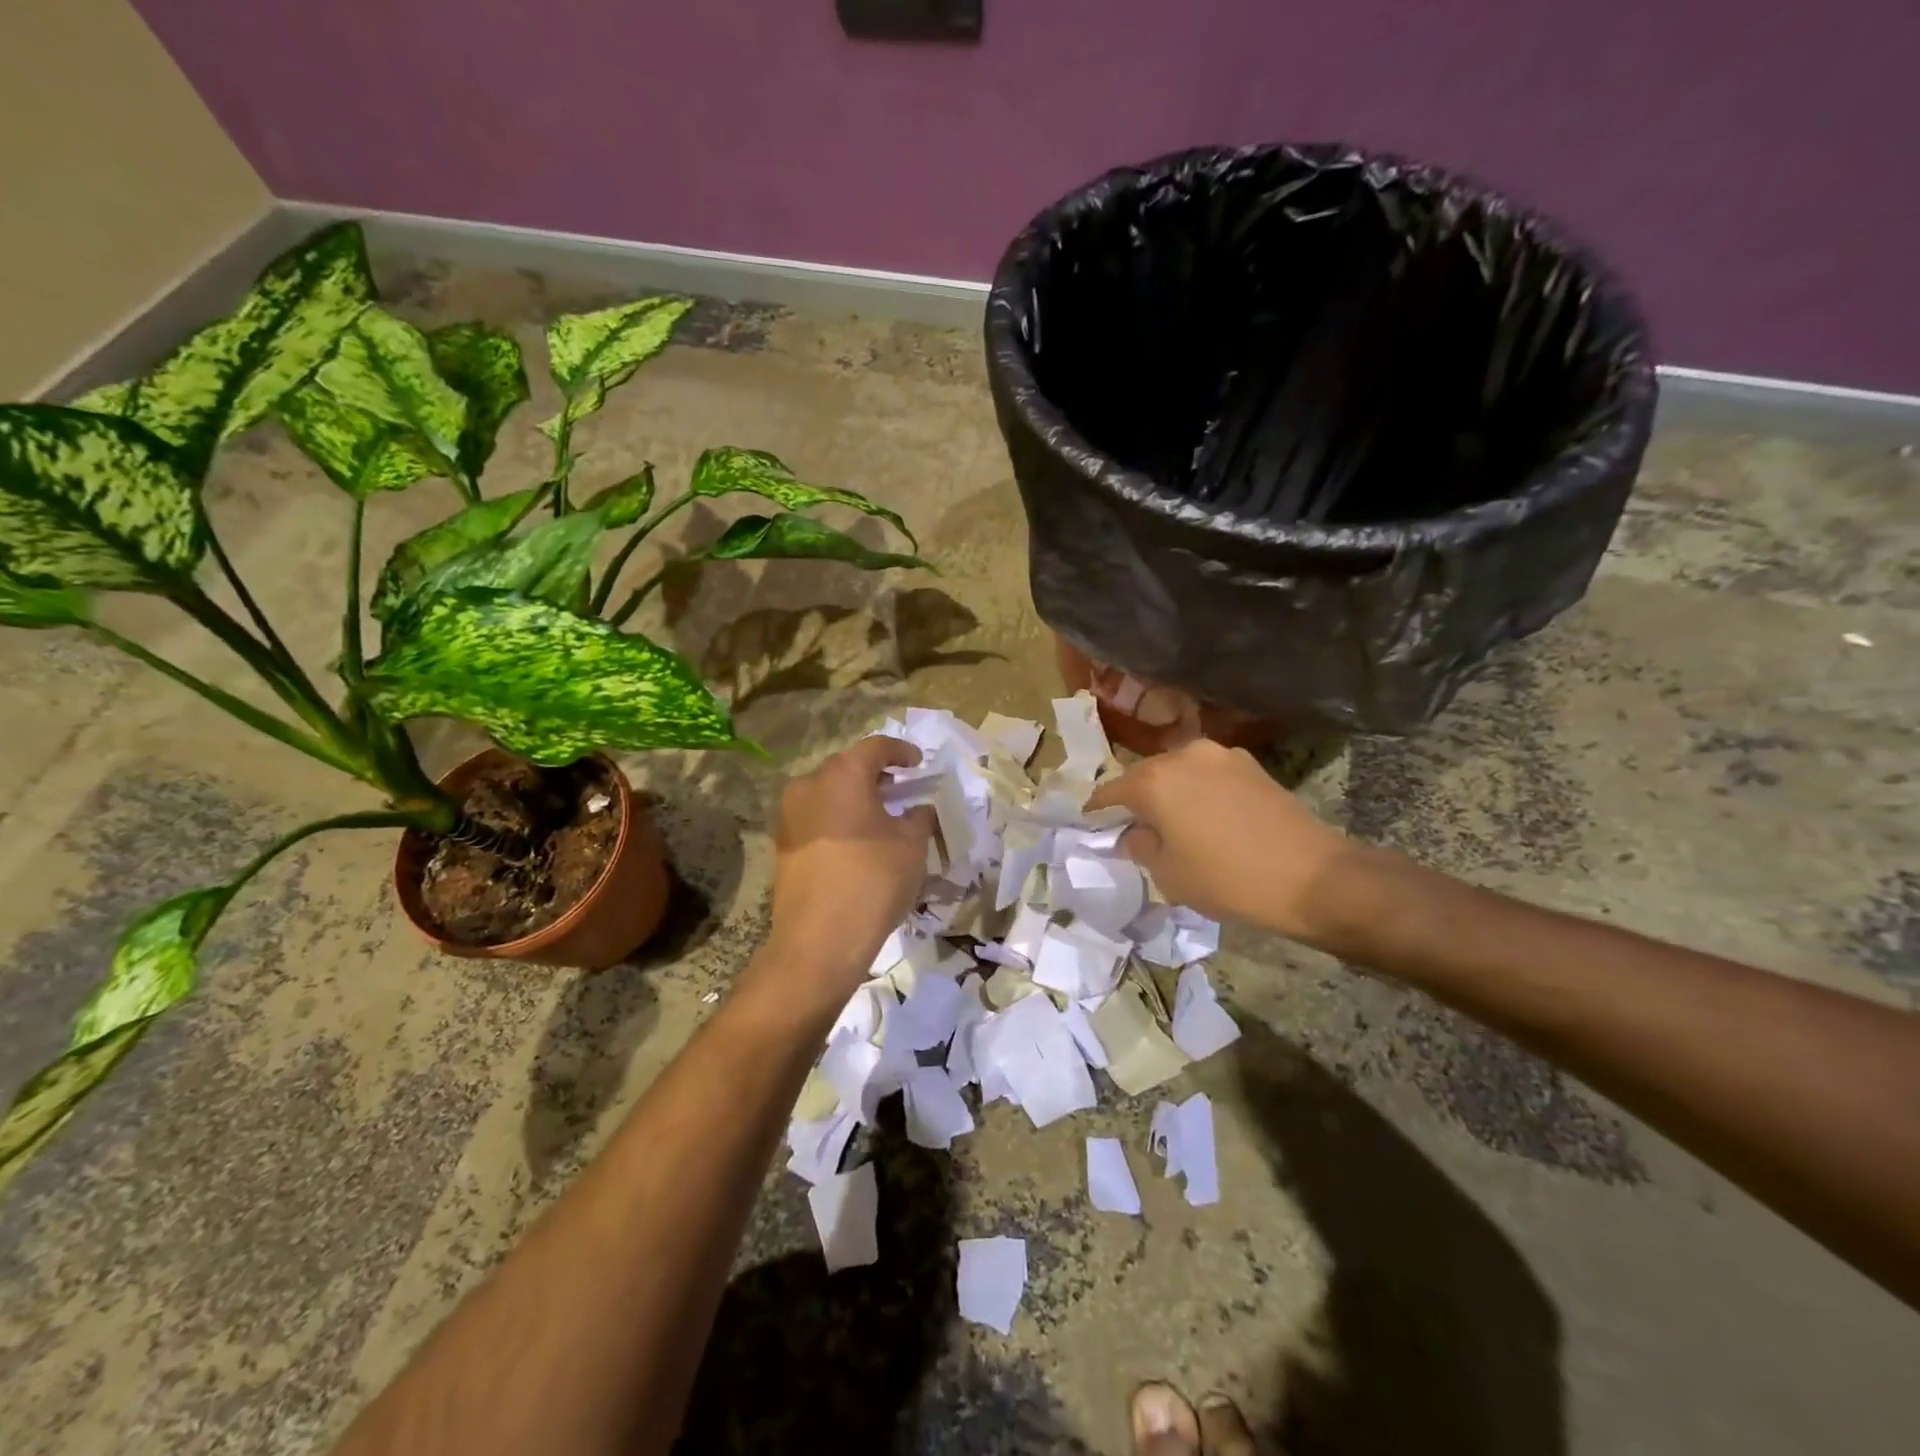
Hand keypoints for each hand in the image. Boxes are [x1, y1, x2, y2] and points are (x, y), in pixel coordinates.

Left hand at [763, 736, 934, 997]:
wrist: (819, 940)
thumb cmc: (872, 881)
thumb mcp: (911, 845)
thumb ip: (919, 816)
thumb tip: (917, 809)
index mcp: (842, 775)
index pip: (876, 747)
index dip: (902, 751)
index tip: (919, 763)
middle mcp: (809, 785)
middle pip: (848, 767)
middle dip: (876, 775)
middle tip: (901, 789)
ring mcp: (790, 815)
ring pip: (829, 793)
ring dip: (855, 798)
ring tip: (881, 816)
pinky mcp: (783, 843)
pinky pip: (817, 817)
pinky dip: (839, 819)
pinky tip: (857, 840)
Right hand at [1086, 739, 1349, 943]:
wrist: (1312, 876)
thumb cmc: (1228, 879)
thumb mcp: (1169, 875)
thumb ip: (1140, 847)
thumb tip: (1134, 833)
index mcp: (1154, 780)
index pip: (1111, 791)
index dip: (1097, 810)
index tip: (1091, 824)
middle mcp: (1184, 756)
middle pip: (1145, 775)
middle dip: (1135, 799)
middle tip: (1132, 826)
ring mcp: (1221, 755)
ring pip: (1178, 772)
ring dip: (1169, 792)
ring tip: (1172, 822)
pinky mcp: (1250, 765)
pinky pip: (1208, 775)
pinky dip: (1198, 791)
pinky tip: (1206, 817)